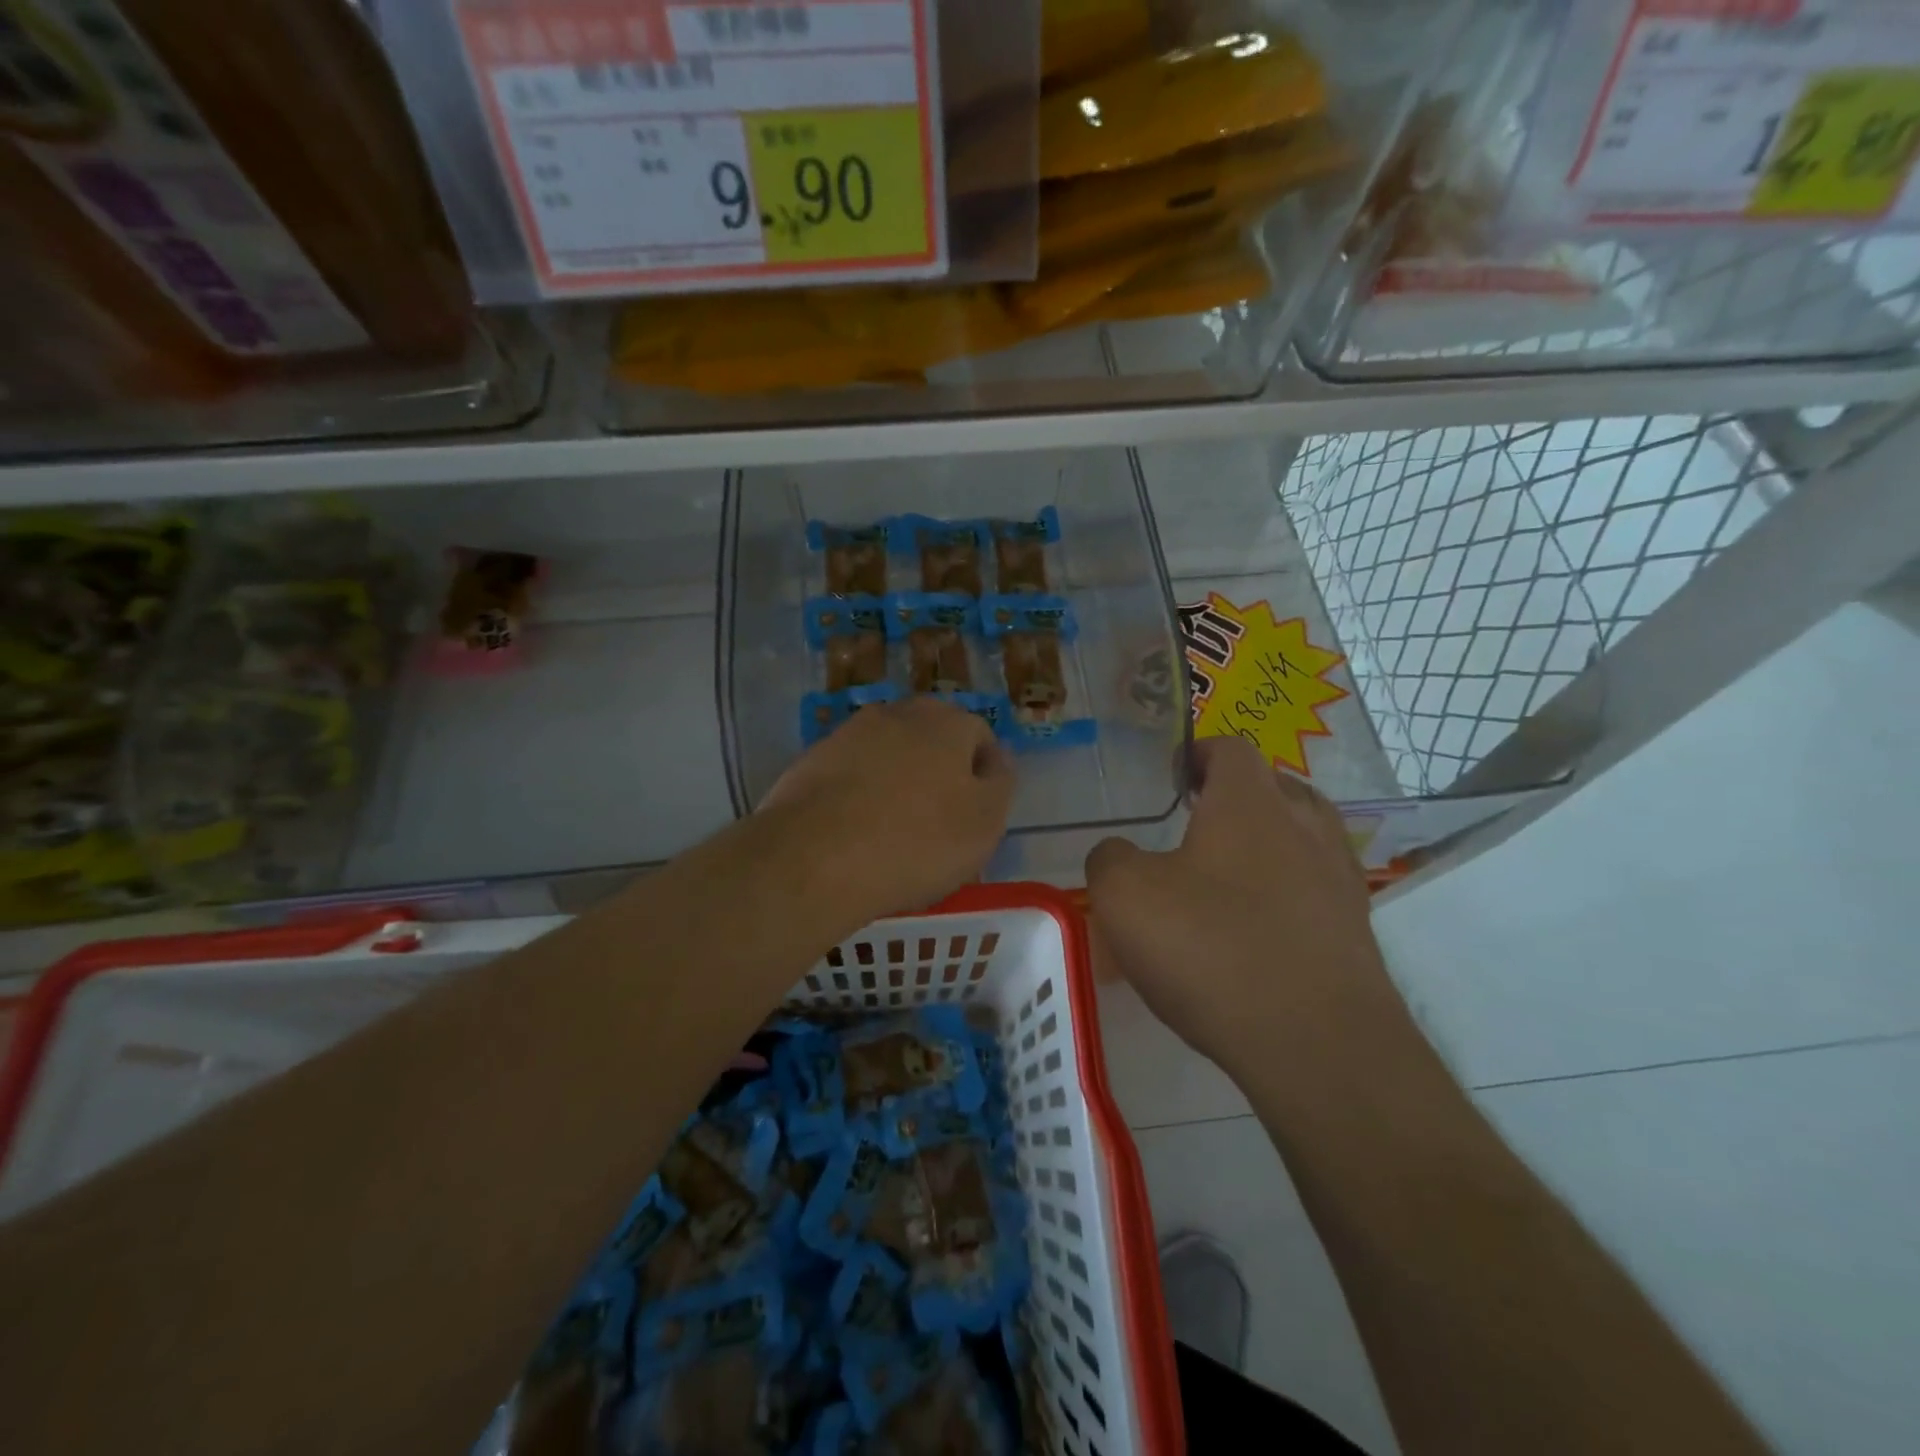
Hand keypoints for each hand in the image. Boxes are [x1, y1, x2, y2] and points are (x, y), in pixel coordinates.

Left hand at [763, 697, 1014, 916]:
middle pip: (931, 738)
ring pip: (888, 753)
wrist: (814, 858)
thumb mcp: (985, 822)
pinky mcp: (812, 760)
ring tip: (893, 830)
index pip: (979, 736)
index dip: (983, 775)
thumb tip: (996, 759)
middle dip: (939, 771)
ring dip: (897, 780)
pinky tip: (855, 831)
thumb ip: (1000, 783)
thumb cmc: (917, 841)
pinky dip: (859, 794)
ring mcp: (849, 733)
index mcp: (946, 722)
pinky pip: (850, 773)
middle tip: (938, 821)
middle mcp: (897, 714)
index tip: (976, 815)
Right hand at [1086, 737, 1400, 1082]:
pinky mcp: (1355, 932)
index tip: (1172, 776)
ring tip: (1225, 875)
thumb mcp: (1125, 896)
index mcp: (1251, 803)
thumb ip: (1109, 859)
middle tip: (1196, 822)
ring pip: (1303, 837)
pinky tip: (1255, 928)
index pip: (1230, 749)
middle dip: (1236, 796)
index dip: (1198, 753)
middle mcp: (1305, 827)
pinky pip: (1316, 890)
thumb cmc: (1211, 948)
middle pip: (1275, 787)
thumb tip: (1119, 854)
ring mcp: (1339, 879)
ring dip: (1267, 843)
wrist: (1316, 1044)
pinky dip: (1286, 893)